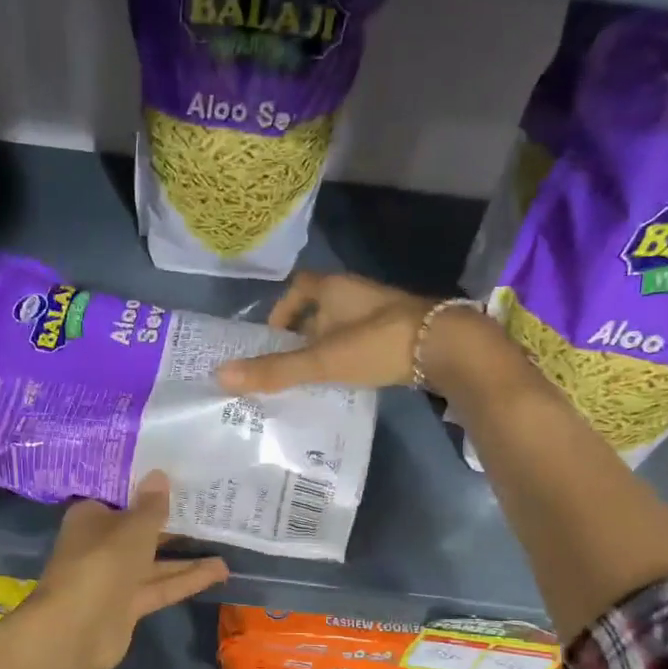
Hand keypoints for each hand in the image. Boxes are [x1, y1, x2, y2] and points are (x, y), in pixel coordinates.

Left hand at [22, 472, 228, 668]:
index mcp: (91, 517)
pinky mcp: (128, 604)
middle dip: (172, 522)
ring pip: (154, 561)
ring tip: (225, 542)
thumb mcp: (133, 529)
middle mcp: (100, 544)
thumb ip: (152, 506)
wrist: (75, 631)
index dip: (148, 488)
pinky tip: (220, 572)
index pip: (121, 497)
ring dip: (186, 555)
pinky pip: (161, 586)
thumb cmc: (101, 564)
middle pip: (140, 529)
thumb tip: (160, 474)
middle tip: (211, 508)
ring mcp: (114, 577)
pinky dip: (186, 579)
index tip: (180, 478)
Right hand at [214, 270, 513, 396]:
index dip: (281, 309)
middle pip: (319, 309)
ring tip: (311, 378)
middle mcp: (356, 294)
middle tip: (285, 365)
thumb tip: (220, 376)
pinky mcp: (399, 333)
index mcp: (334, 289)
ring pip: (342, 327)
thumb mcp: (321, 360)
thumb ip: (274, 371)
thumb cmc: (377, 344)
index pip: (299, 287)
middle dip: (301, 334)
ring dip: (325, 347)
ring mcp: (380, 313)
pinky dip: (348, 357)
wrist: (446, 347)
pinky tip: (345, 382)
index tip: (271, 339)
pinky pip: (362, 341)